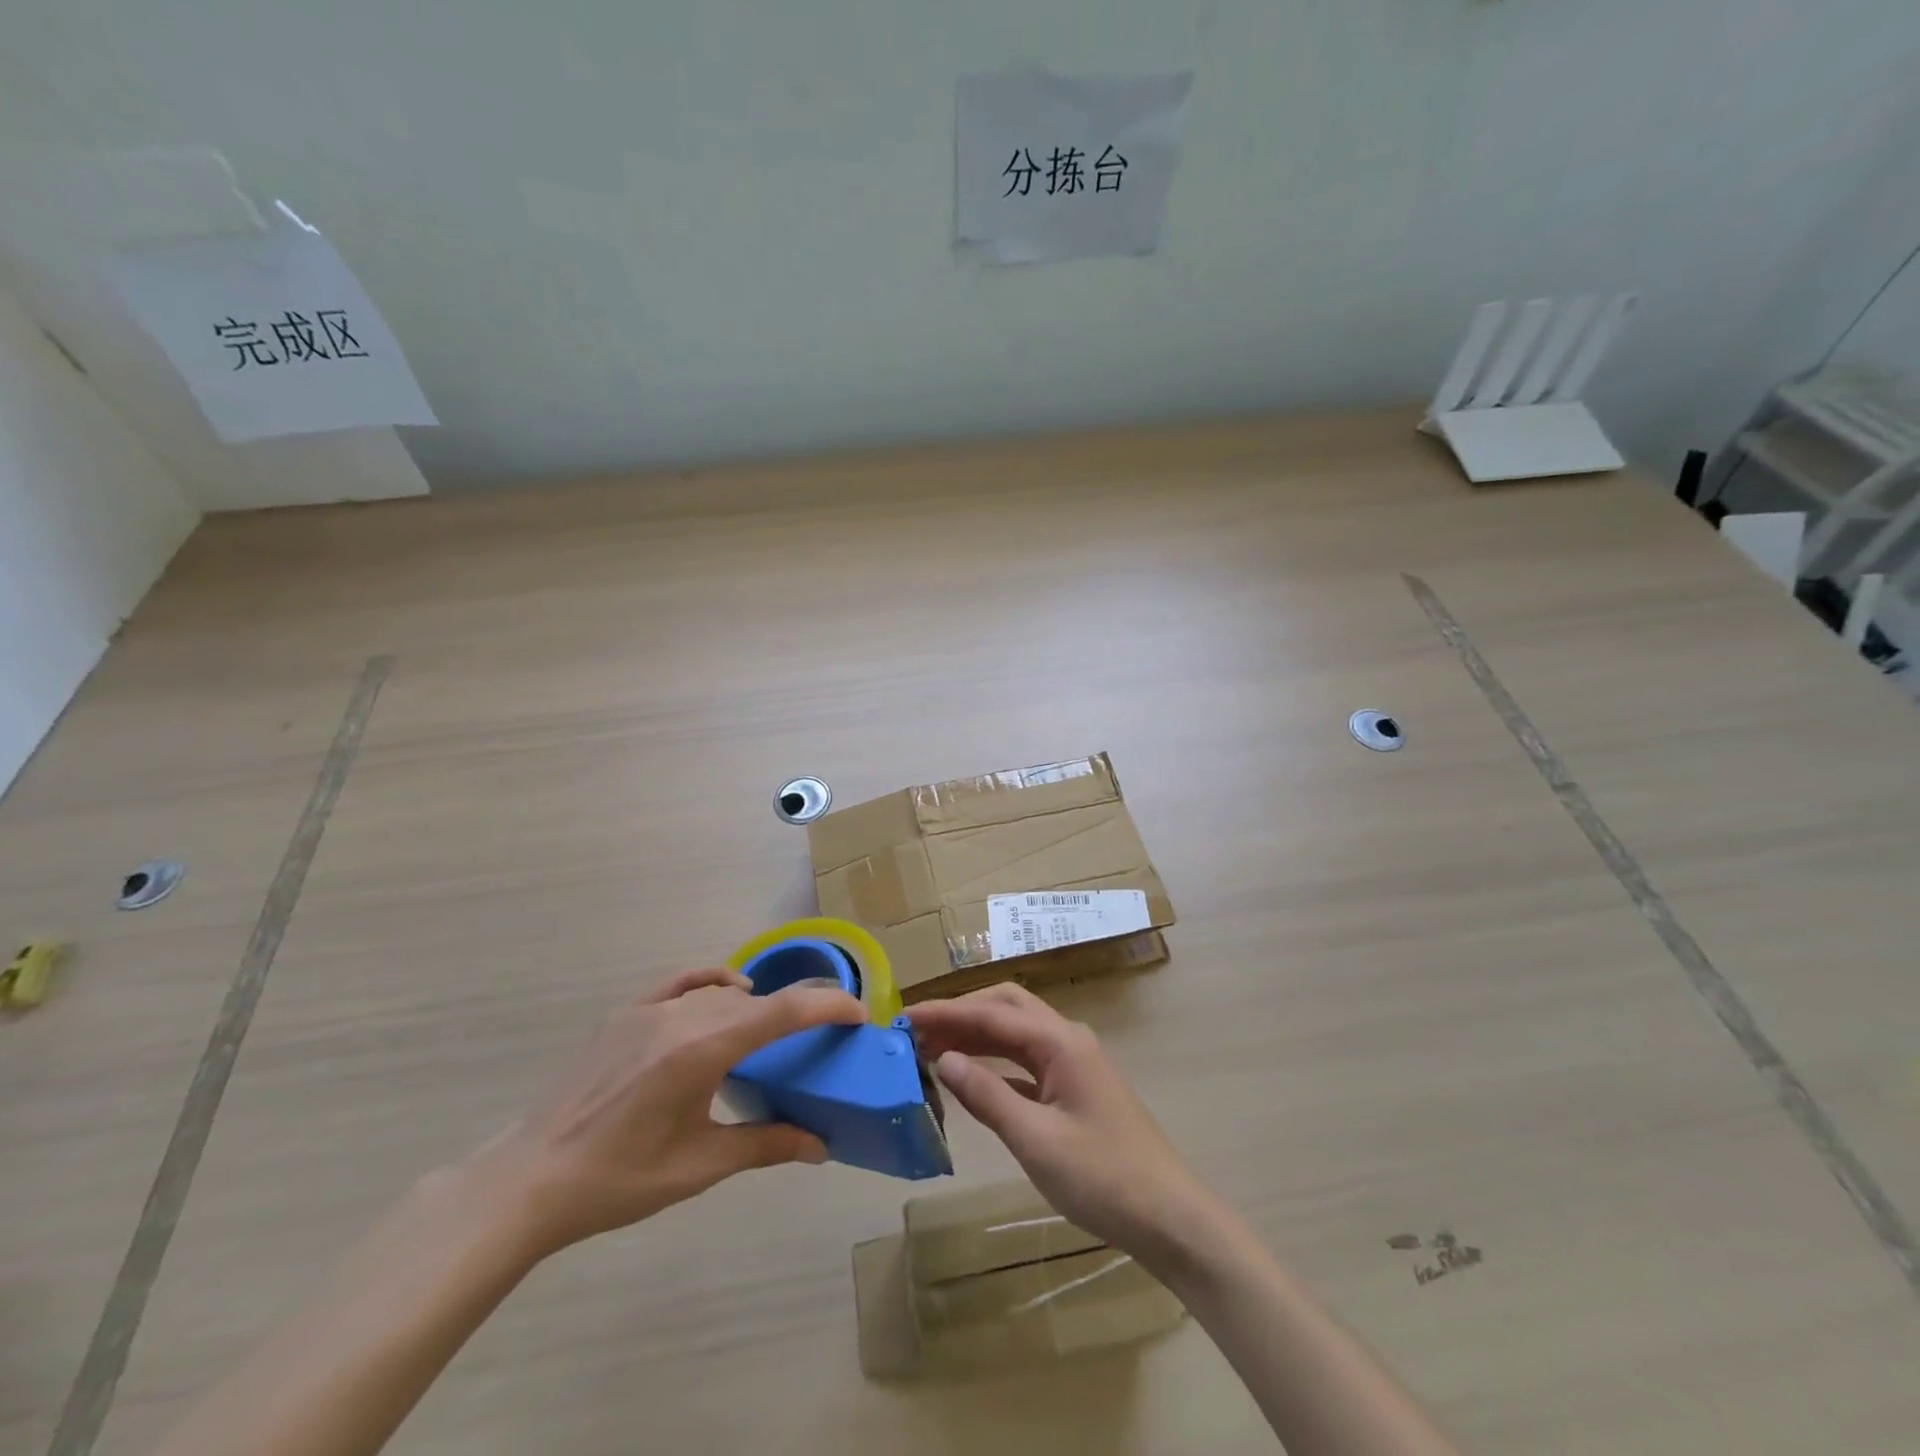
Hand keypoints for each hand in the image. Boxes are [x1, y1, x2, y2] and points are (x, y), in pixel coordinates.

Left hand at [464, 967, 866, 1258]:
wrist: (530, 1180)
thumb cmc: (618, 1180)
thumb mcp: (698, 1167)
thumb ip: (764, 1145)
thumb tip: (820, 1146)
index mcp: (703, 1051)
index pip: (782, 1012)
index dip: (827, 1005)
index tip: (858, 1014)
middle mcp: (682, 1017)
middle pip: (758, 1001)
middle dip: (799, 1010)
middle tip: (824, 1035)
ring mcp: (650, 1010)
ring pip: (723, 992)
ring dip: (758, 1006)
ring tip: (775, 1031)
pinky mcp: (626, 1013)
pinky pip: (684, 981)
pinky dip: (715, 980)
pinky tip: (728, 992)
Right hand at [906, 984, 1221, 1268]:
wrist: (1169, 1217)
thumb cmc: (1103, 1177)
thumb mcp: (1036, 1140)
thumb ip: (987, 1096)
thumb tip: (943, 1059)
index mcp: (1060, 1041)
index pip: (992, 1014)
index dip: (945, 1013)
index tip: (903, 1016)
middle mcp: (1067, 1039)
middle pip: (1005, 1008)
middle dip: (960, 1013)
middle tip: (916, 1030)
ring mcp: (1073, 1061)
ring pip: (1016, 1032)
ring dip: (976, 1034)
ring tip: (932, 1047)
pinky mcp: (1074, 1086)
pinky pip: (1026, 1059)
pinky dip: (994, 1061)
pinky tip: (970, 1075)